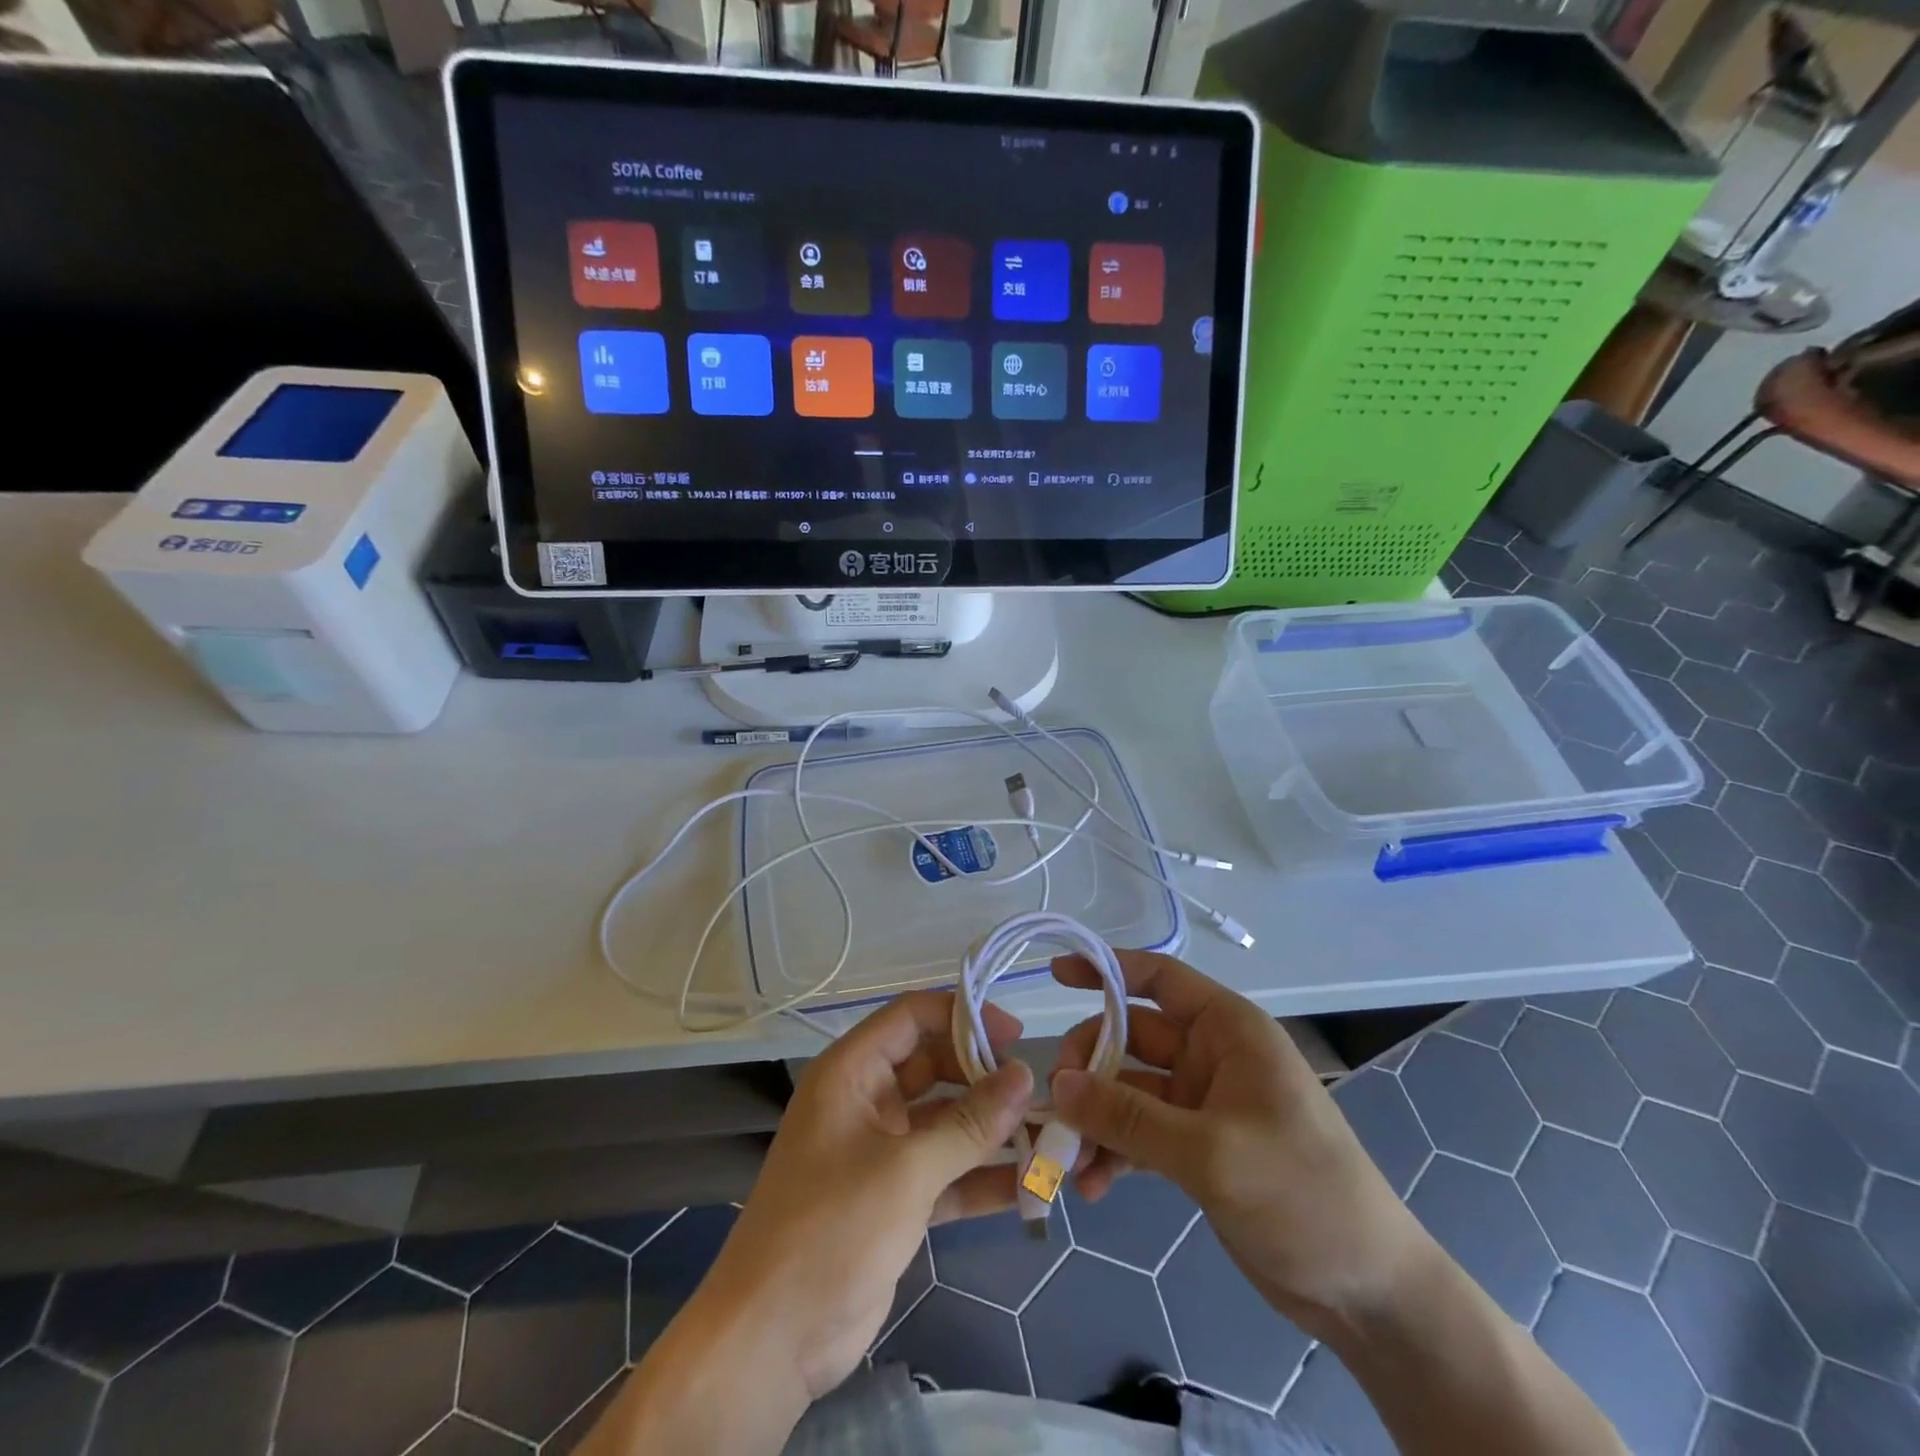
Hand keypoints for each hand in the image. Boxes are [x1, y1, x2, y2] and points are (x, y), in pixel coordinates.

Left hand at [696, 990, 1034, 1400]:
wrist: (770, 1342)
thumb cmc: (831, 1230)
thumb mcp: (906, 1171)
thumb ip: (969, 1123)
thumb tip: (1025, 1075)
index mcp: (852, 1072)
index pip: (912, 1017)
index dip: (963, 1016)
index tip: (1016, 1036)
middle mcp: (866, 1100)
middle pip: (934, 1066)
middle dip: (984, 1078)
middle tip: (1037, 1093)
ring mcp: (880, 1150)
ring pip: (944, 1122)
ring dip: (990, 1130)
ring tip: (1046, 1138)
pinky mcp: (893, 1198)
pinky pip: (945, 1172)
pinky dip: (980, 1177)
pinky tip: (1027, 1186)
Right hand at [1050, 950, 1427, 1340]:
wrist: (1368, 1293)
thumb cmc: (1301, 1194)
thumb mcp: (1211, 1152)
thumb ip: (1129, 1115)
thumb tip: (1059, 1084)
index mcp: (1227, 1030)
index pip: (1158, 979)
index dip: (1105, 969)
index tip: (1055, 975)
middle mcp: (1211, 1056)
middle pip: (1130, 1038)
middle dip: (1090, 1067)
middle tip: (1058, 1103)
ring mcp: (1201, 1104)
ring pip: (1128, 1091)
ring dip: (1095, 1119)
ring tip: (1065, 1158)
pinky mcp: (1195, 1149)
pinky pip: (1139, 1134)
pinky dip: (1113, 1153)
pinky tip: (1092, 1186)